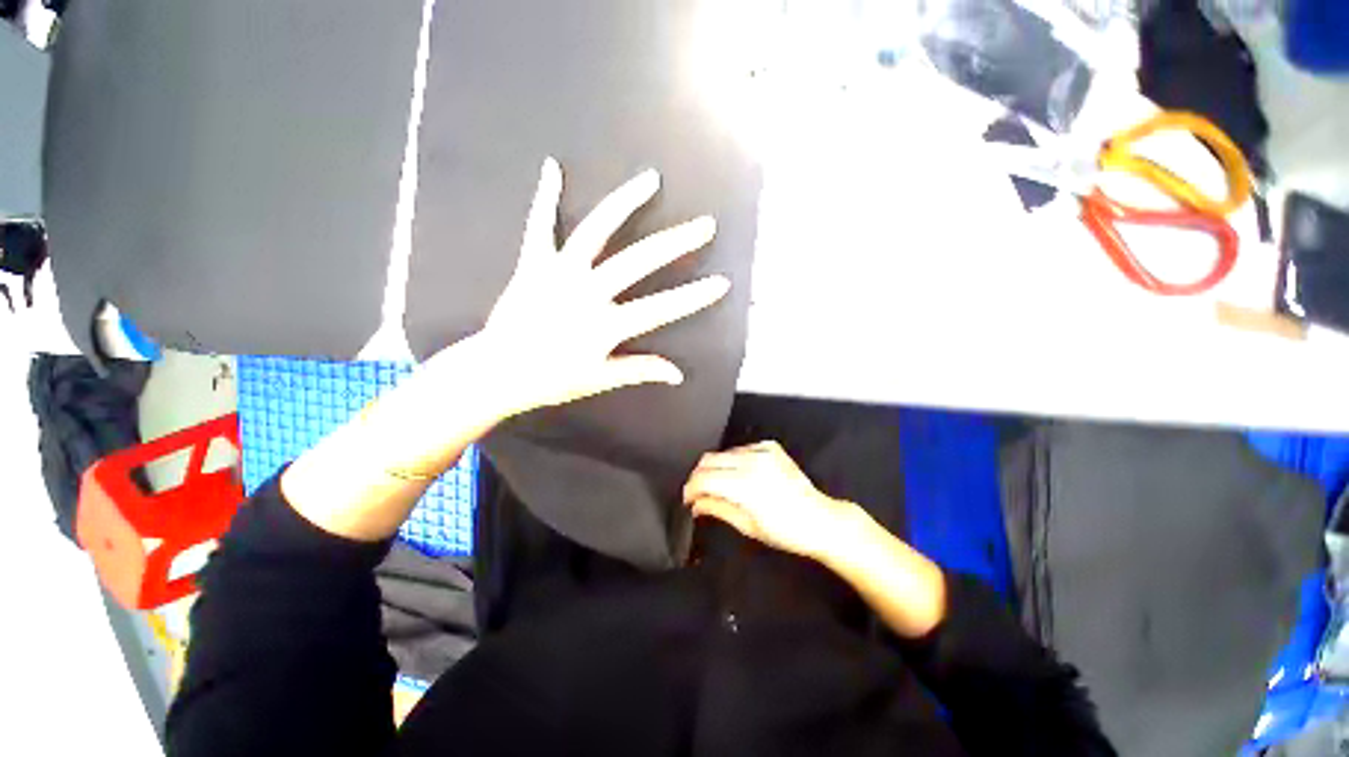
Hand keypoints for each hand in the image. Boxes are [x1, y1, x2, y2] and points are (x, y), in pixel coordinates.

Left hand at [476, 157, 729, 416]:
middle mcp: (587, 291)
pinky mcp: (533, 263)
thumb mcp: (600, 379)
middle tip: (704, 225)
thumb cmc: (550, 379)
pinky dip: (544, 197)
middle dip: (677, 242)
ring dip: (624, 203)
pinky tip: (552, 167)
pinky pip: (539, 226)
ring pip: (596, 230)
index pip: (660, 307)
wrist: (497, 371)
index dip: (693, 297)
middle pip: (638, 260)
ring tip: (650, 180)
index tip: (721, 283)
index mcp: (605, 324)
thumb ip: (640, 369)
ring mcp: (559, 273)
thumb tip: (677, 375)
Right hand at [682, 441, 858, 560]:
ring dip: (715, 469)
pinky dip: (733, 461)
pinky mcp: (770, 447)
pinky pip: (741, 449)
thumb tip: (695, 504)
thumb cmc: (785, 531)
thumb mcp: (747, 526)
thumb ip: (717, 508)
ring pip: (723, 453)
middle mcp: (752, 461)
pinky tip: (739, 476)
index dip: (690, 489)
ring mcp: (762, 450)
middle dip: (698, 477)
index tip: (688, 500)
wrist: (820, 519)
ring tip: (719, 486)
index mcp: (745, 483)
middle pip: (708, 460)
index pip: (704, 478)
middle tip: (698, 494)